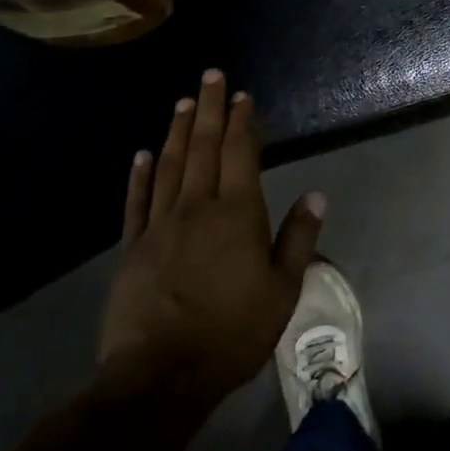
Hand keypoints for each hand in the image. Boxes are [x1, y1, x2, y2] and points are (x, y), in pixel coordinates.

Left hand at [100, 70, 325, 403]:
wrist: (161, 374)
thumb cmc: (232, 334)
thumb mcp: (282, 291)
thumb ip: (298, 239)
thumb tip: (316, 194)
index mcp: (238, 215)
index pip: (241, 155)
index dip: (243, 122)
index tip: (243, 96)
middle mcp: (197, 207)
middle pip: (204, 148)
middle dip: (210, 110)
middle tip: (210, 76)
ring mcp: (160, 225)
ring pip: (170, 166)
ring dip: (178, 131)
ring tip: (183, 103)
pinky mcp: (133, 247)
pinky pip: (137, 201)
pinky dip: (140, 174)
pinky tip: (142, 154)